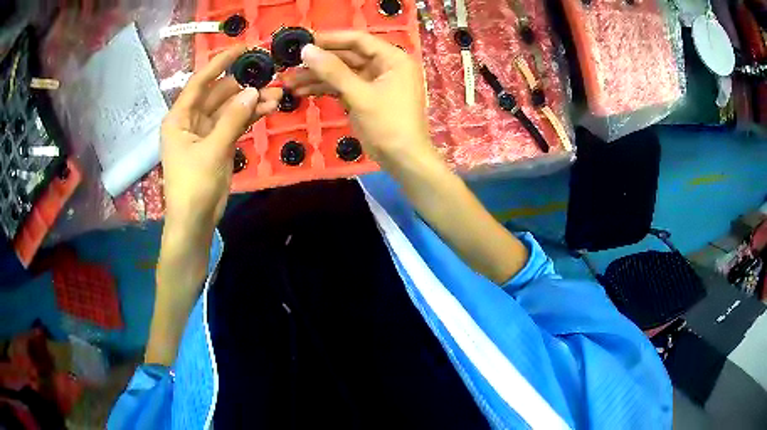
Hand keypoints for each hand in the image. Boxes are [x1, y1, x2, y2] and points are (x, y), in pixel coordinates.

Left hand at [161, 44, 281, 235]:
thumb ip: (233, 119)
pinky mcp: (218, 144)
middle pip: (219, 93)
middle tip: (270, 75)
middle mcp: (191, 120)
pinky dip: (250, 117)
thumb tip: (254, 91)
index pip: (200, 82)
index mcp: (179, 118)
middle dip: (243, 85)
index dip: (220, 63)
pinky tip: (268, 109)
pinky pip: (235, 123)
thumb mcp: (212, 150)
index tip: (243, 48)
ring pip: (230, 108)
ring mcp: (206, 132)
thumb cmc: (193, 186)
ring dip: (251, 102)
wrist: (195, 222)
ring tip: (277, 95)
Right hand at [285, 31, 436, 170]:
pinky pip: (342, 87)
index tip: (304, 40)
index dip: (331, 39)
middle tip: (291, 64)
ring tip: (289, 81)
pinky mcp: (364, 97)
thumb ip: (333, 71)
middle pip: (347, 56)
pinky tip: (301, 91)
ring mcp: (374, 82)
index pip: (358, 40)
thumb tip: (306, 50)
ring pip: (341, 73)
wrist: (403, 160)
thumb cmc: (388, 124)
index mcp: (392, 58)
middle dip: (319, 62)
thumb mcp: (360, 95)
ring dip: (316, 77)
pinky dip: (323, 89)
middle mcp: (384, 65)